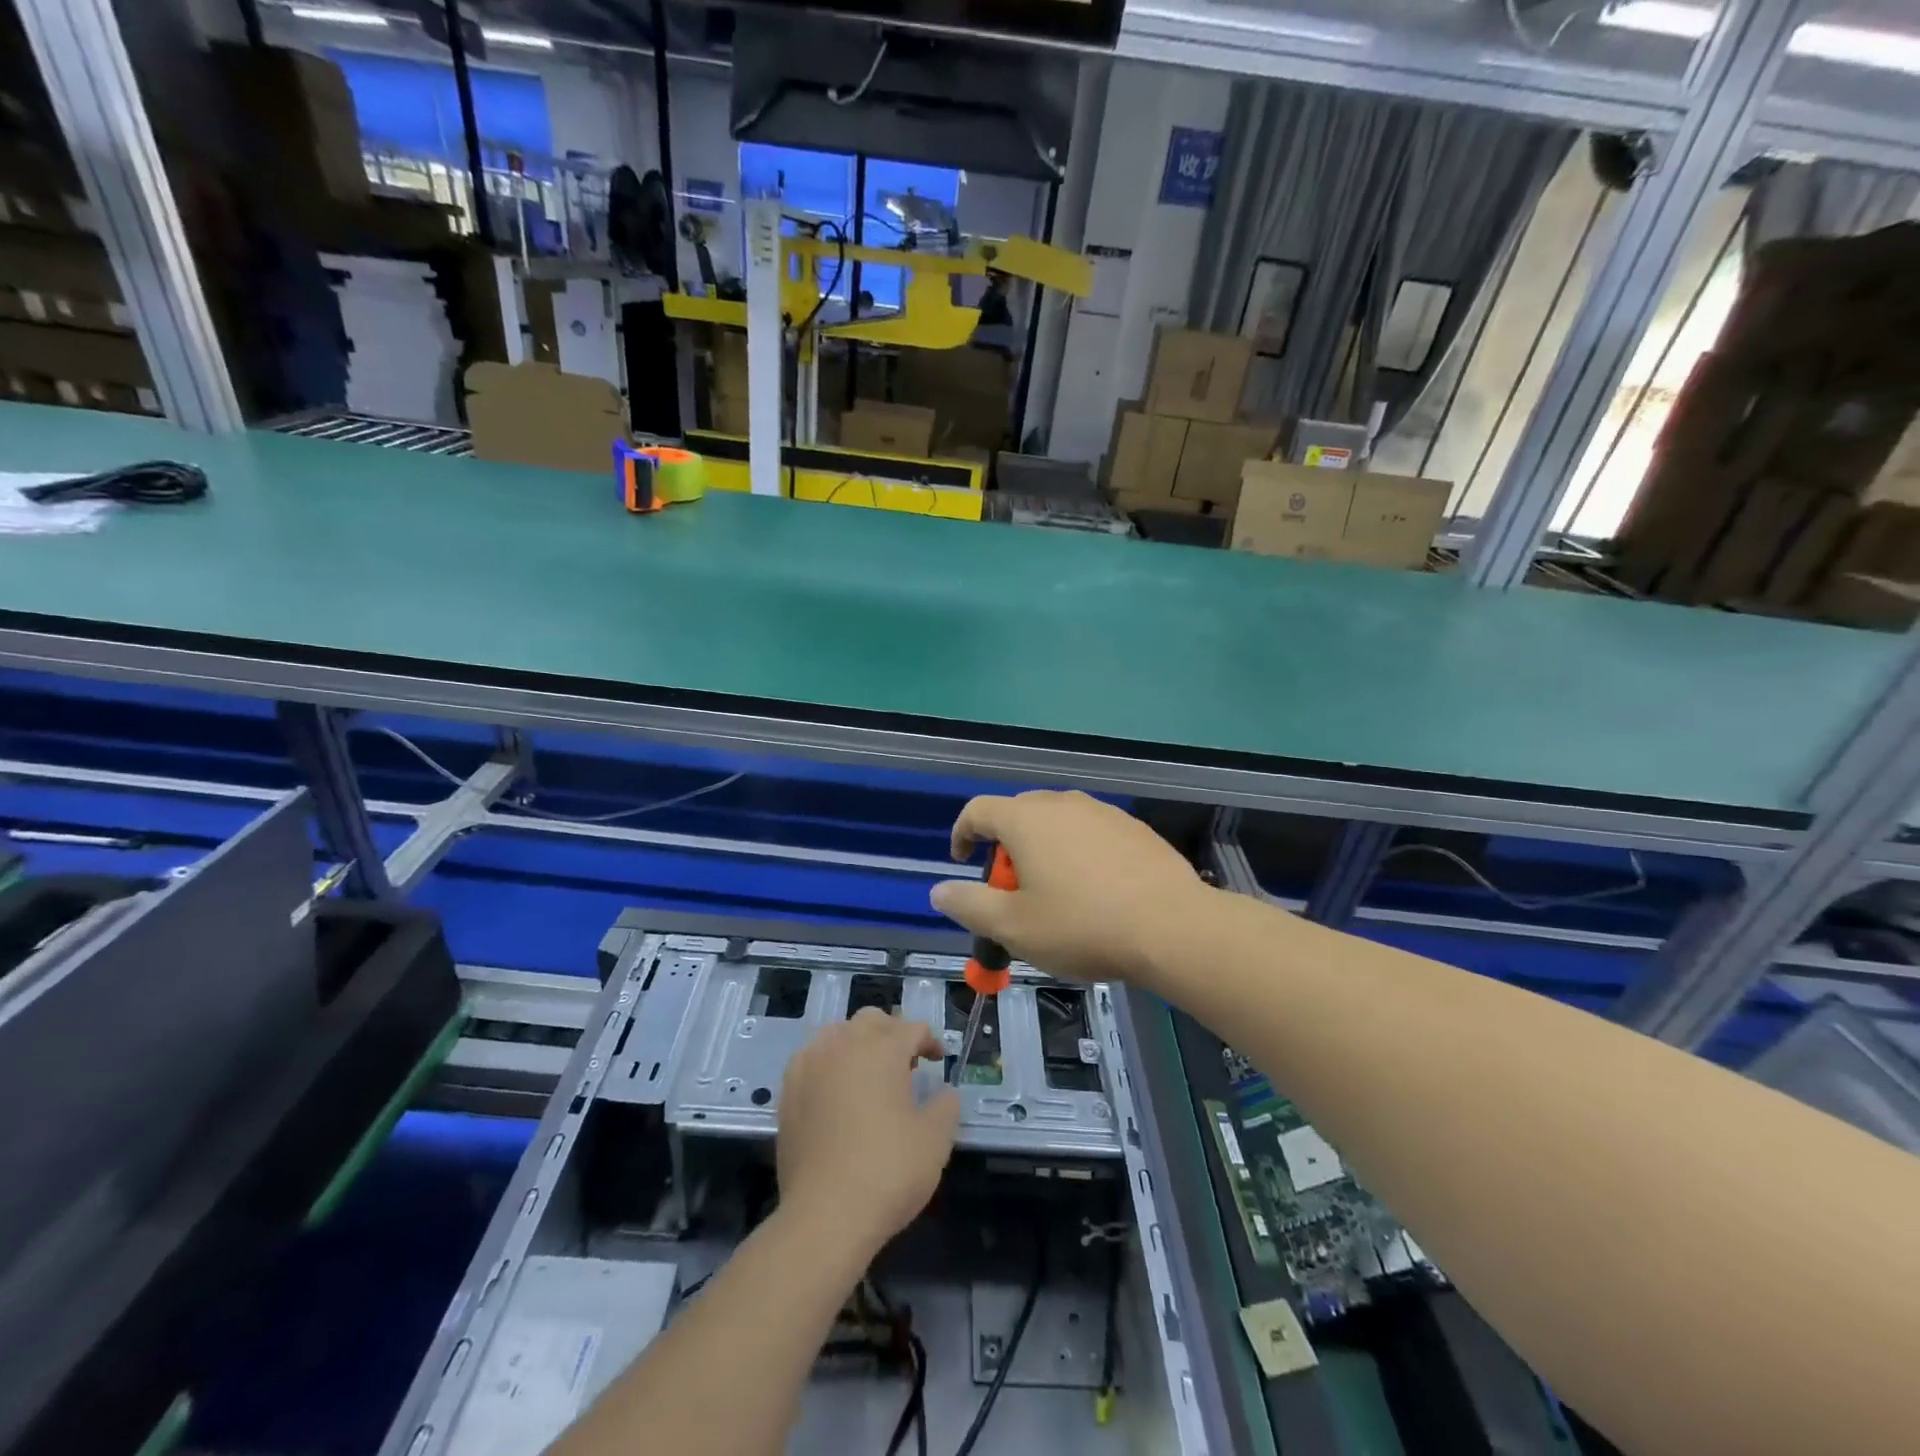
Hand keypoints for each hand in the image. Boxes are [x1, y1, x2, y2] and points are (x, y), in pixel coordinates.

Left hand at [775, 1009, 958, 1254]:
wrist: (825, 1216)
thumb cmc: (888, 1171)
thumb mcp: (935, 1139)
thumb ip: (946, 1106)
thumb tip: (944, 1093)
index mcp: (882, 1048)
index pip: (911, 1028)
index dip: (929, 1041)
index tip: (938, 1061)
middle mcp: (844, 1045)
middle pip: (871, 1021)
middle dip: (892, 1034)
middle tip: (906, 1064)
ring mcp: (810, 1065)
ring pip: (837, 1034)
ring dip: (857, 1044)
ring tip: (870, 1075)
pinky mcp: (788, 1092)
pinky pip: (812, 1059)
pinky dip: (828, 1064)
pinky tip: (836, 1091)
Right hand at [930, 790, 1209, 987]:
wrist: (1172, 927)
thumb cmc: (1082, 926)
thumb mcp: (1013, 927)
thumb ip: (969, 905)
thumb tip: (939, 890)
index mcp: (1026, 820)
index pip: (978, 811)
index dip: (962, 834)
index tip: (962, 862)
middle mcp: (1062, 803)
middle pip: (1018, 814)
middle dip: (1005, 849)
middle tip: (1012, 892)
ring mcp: (1102, 812)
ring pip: (1057, 823)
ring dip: (1043, 850)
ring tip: (1055, 895)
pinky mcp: (1133, 827)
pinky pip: (1090, 833)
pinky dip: (1079, 853)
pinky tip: (1096, 891)